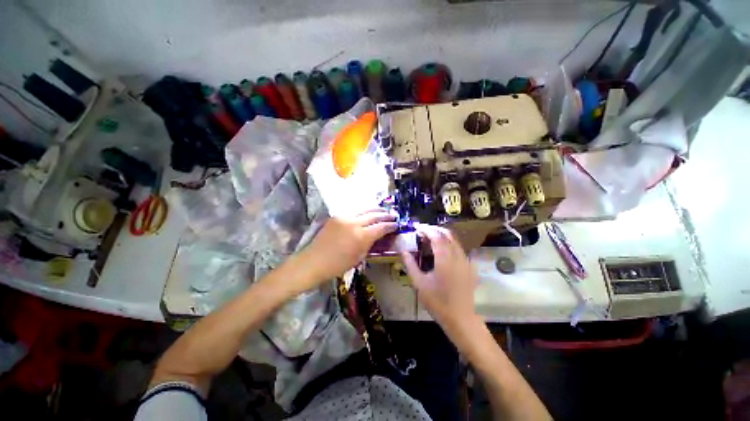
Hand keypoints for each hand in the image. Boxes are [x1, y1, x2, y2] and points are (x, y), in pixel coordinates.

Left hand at [299, 209, 396, 287]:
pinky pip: (353, 212)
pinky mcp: (336, 216)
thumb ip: (370, 244)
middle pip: (374, 215)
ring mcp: (344, 217)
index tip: (396, 224)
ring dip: (375, 210)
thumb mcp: (359, 257)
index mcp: (361, 236)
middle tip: (393, 215)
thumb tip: (378, 236)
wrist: (314, 261)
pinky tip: (367, 213)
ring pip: (364, 210)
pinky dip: (363, 212)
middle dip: (385, 215)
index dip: (390, 225)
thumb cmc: (338, 265)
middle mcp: (354, 223)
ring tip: (383, 210)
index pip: (381, 227)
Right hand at [401, 224, 480, 334]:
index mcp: (445, 258)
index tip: (417, 228)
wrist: (461, 318)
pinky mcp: (469, 267)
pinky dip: (449, 244)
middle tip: (422, 231)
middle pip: (447, 234)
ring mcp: (466, 260)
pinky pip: (459, 249)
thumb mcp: (419, 283)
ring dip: (442, 236)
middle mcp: (457, 255)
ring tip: (429, 239)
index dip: (426, 229)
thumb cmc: (438, 301)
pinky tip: (441, 252)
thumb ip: (410, 265)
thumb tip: (404, 251)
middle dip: (434, 229)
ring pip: (454, 240)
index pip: (436, 236)